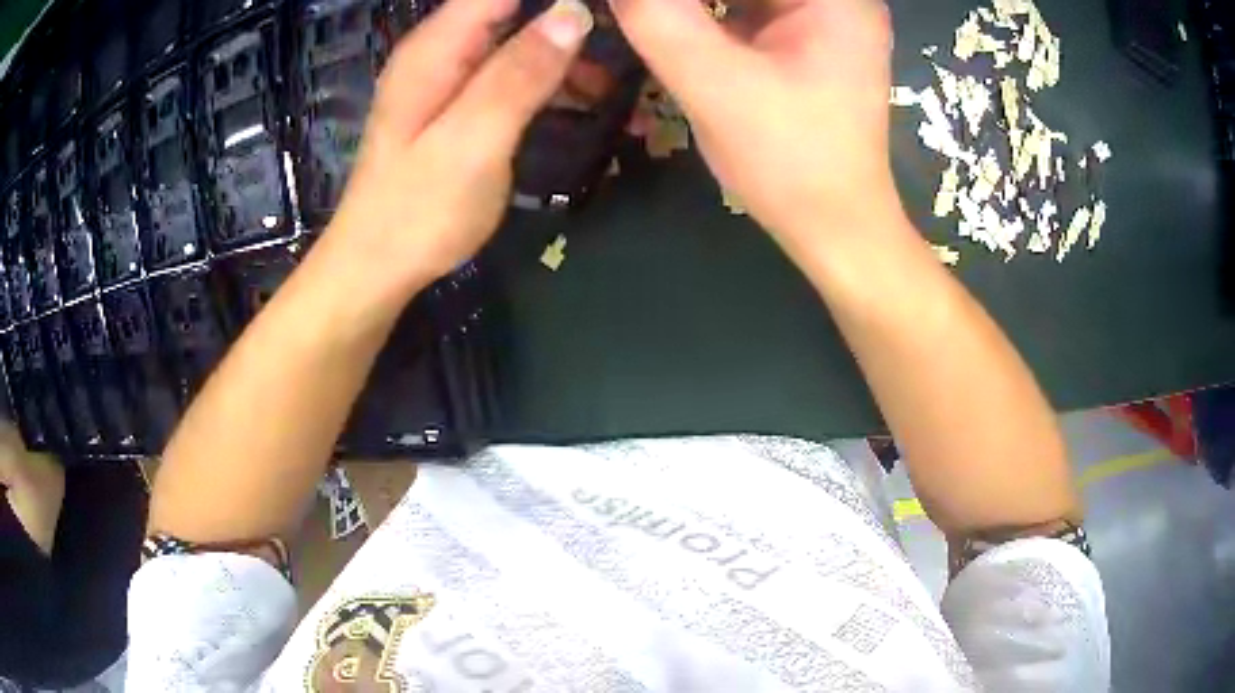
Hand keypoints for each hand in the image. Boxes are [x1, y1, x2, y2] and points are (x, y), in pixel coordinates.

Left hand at [323, 0, 593, 293]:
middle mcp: (441, 51)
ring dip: (568, 54)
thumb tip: (574, 12)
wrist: (376, 268)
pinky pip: (512, 74)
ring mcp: (449, 79)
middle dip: (569, 20)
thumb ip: (519, 74)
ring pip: (519, 41)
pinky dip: (551, 81)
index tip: (610, 9)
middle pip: (513, 9)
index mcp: (437, 47)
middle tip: (625, 45)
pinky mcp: (460, 107)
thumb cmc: (417, 212)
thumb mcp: (473, 141)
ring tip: (617, 83)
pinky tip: (586, 102)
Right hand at [610, 0, 900, 256]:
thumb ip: (659, 19)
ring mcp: (820, 17)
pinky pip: (746, 6)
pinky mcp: (802, 39)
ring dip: (695, 3)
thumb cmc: (792, 162)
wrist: (834, 227)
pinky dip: (707, 11)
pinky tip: (671, 22)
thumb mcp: (716, 85)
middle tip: (640, 9)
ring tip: (650, 15)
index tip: (648, 5)